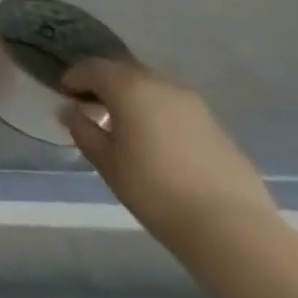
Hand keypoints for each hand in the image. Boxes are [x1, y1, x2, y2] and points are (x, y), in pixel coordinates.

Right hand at [61, 58, 280, 259]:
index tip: (64, 97)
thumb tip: (72, 111)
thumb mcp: (104, 160)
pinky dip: (158, 114)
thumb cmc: (154, 188)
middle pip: (124, 72)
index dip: (73, 79)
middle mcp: (163, 86)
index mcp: (130, 87)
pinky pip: (176, 109)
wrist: (233, 229)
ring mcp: (196, 107)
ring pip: (153, 89)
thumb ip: (82, 128)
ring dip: (133, 98)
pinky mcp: (218, 129)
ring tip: (123, 125)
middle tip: (90, 107)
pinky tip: (155, 142)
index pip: (91, 68)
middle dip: (104, 84)